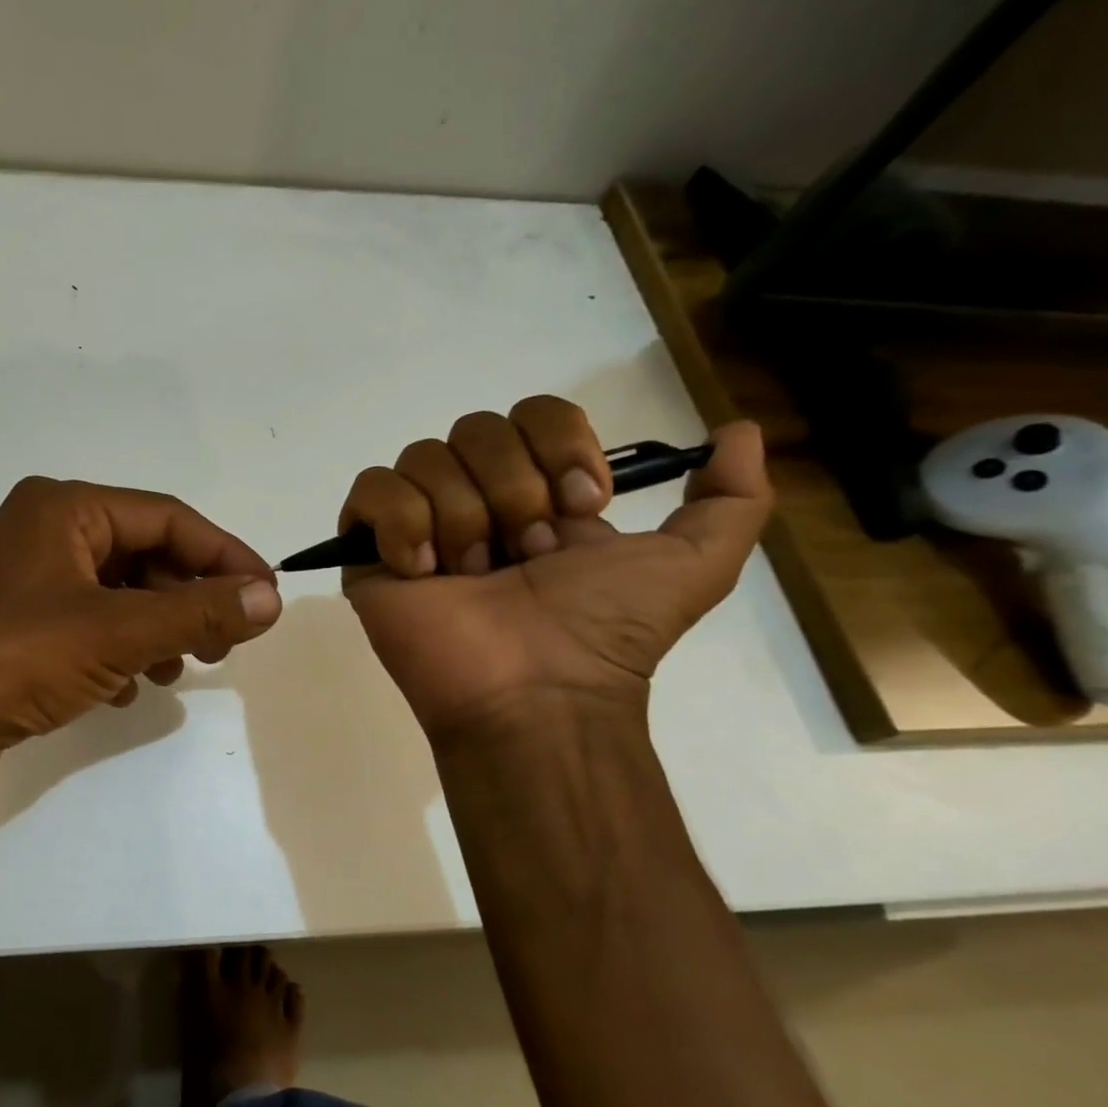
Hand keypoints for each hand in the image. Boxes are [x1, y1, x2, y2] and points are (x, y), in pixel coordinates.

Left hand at [0, 477, 280, 831]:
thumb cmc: (13, 662)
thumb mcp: (116, 633)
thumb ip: (197, 612)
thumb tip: (271, 598)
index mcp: (61, 508)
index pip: (166, 517)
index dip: (223, 554)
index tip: (267, 596)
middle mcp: (42, 533)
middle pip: (143, 554)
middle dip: (188, 599)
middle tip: (223, 644)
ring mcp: (26, 584)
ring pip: (118, 595)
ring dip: (156, 630)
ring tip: (175, 671)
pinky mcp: (18, 630)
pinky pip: (89, 627)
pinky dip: (118, 653)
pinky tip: (125, 692)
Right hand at [340, 398, 770, 743]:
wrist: (535, 693)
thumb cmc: (603, 632)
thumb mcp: (693, 565)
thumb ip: (732, 500)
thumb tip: (738, 430)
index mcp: (534, 493)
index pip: (532, 414)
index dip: (557, 444)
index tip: (580, 504)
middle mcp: (472, 498)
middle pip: (474, 428)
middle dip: (510, 490)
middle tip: (524, 556)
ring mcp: (416, 524)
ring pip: (423, 457)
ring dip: (463, 518)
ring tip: (472, 576)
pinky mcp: (369, 550)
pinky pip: (372, 491)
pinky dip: (402, 523)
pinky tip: (423, 570)